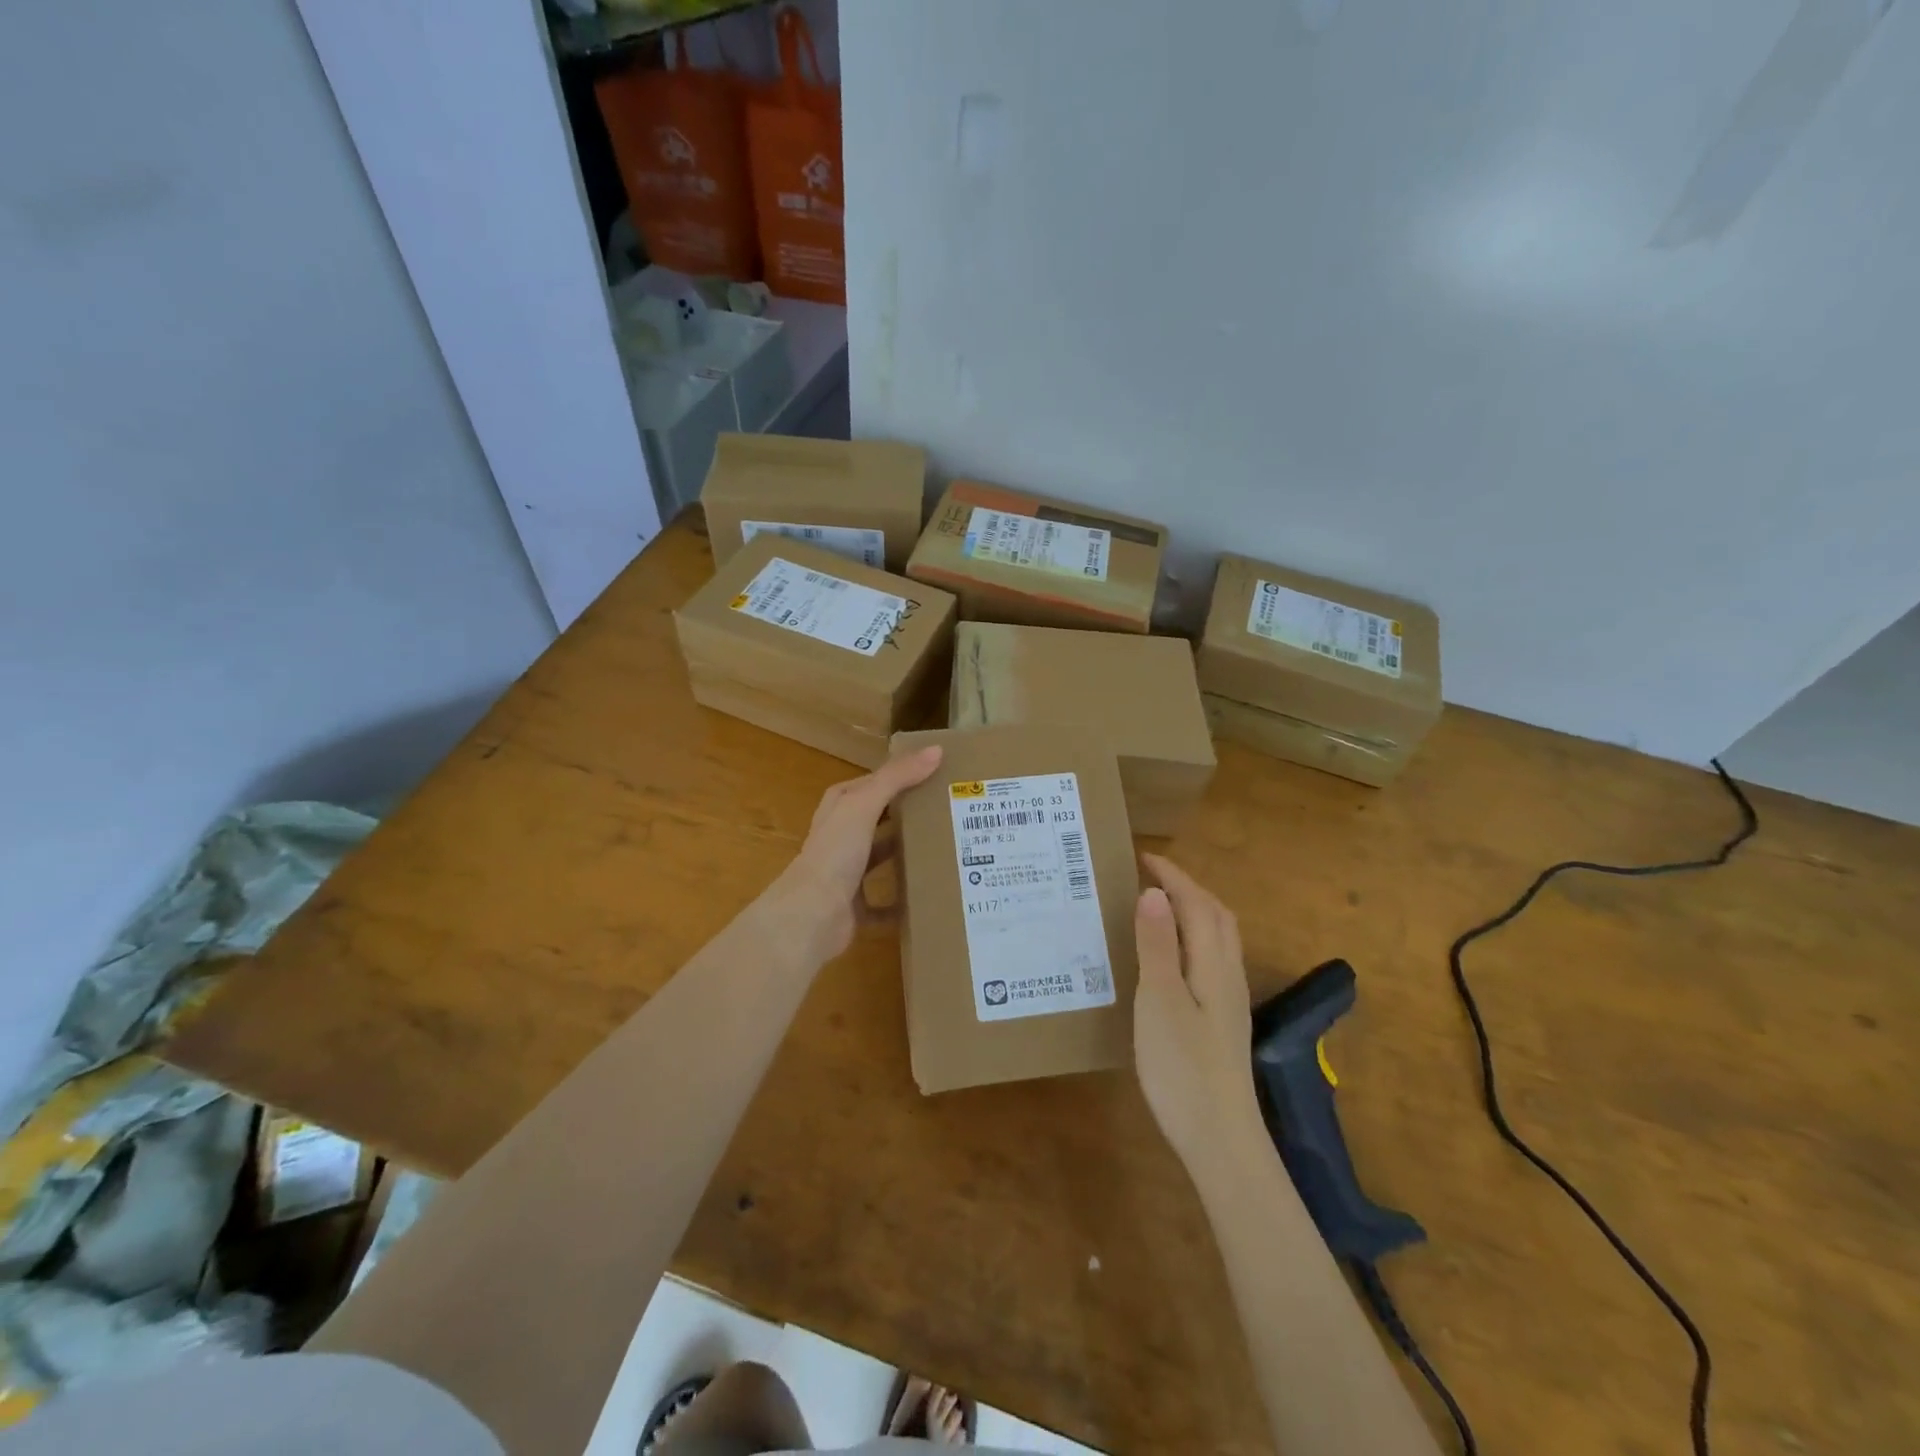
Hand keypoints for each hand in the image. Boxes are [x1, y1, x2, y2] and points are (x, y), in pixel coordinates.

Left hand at [764, 745, 942, 963]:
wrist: (811, 916)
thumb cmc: (836, 852)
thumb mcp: (865, 804)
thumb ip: (897, 777)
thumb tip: (936, 750)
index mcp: (840, 807)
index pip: (874, 783)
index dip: (902, 776)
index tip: (939, 775)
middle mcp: (841, 836)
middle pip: (879, 819)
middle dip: (909, 815)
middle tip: (950, 810)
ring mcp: (846, 873)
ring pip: (881, 858)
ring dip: (906, 855)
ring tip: (946, 849)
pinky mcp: (854, 906)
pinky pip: (884, 904)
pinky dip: (902, 902)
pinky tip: (927, 897)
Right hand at [1133, 853, 1262, 1168]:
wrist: (1220, 1137)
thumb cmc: (1182, 1066)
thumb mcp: (1159, 1001)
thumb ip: (1157, 946)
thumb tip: (1154, 892)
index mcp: (1213, 964)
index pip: (1198, 904)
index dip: (1173, 877)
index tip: (1144, 856)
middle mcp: (1227, 975)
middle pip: (1217, 917)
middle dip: (1189, 888)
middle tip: (1153, 877)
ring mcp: (1229, 1001)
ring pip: (1218, 940)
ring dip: (1194, 912)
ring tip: (1160, 908)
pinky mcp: (1222, 1022)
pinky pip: (1211, 960)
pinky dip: (1193, 939)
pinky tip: (1171, 959)